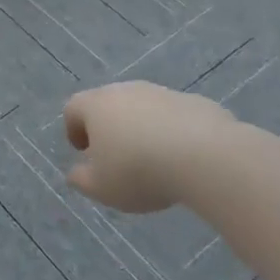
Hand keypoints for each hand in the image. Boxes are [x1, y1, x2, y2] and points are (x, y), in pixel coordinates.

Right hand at [63, 81, 234, 213]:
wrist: (205, 156)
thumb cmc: (139, 171)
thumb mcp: (101, 188)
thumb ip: (82, 180)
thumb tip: (76, 173)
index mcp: (96, 105)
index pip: (74, 108)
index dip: (73, 130)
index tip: (83, 152)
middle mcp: (126, 91)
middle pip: (108, 104)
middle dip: (108, 128)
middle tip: (116, 157)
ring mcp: (162, 93)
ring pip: (143, 108)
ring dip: (141, 129)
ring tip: (152, 160)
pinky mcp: (194, 102)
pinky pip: (174, 116)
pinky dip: (171, 132)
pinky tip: (182, 158)